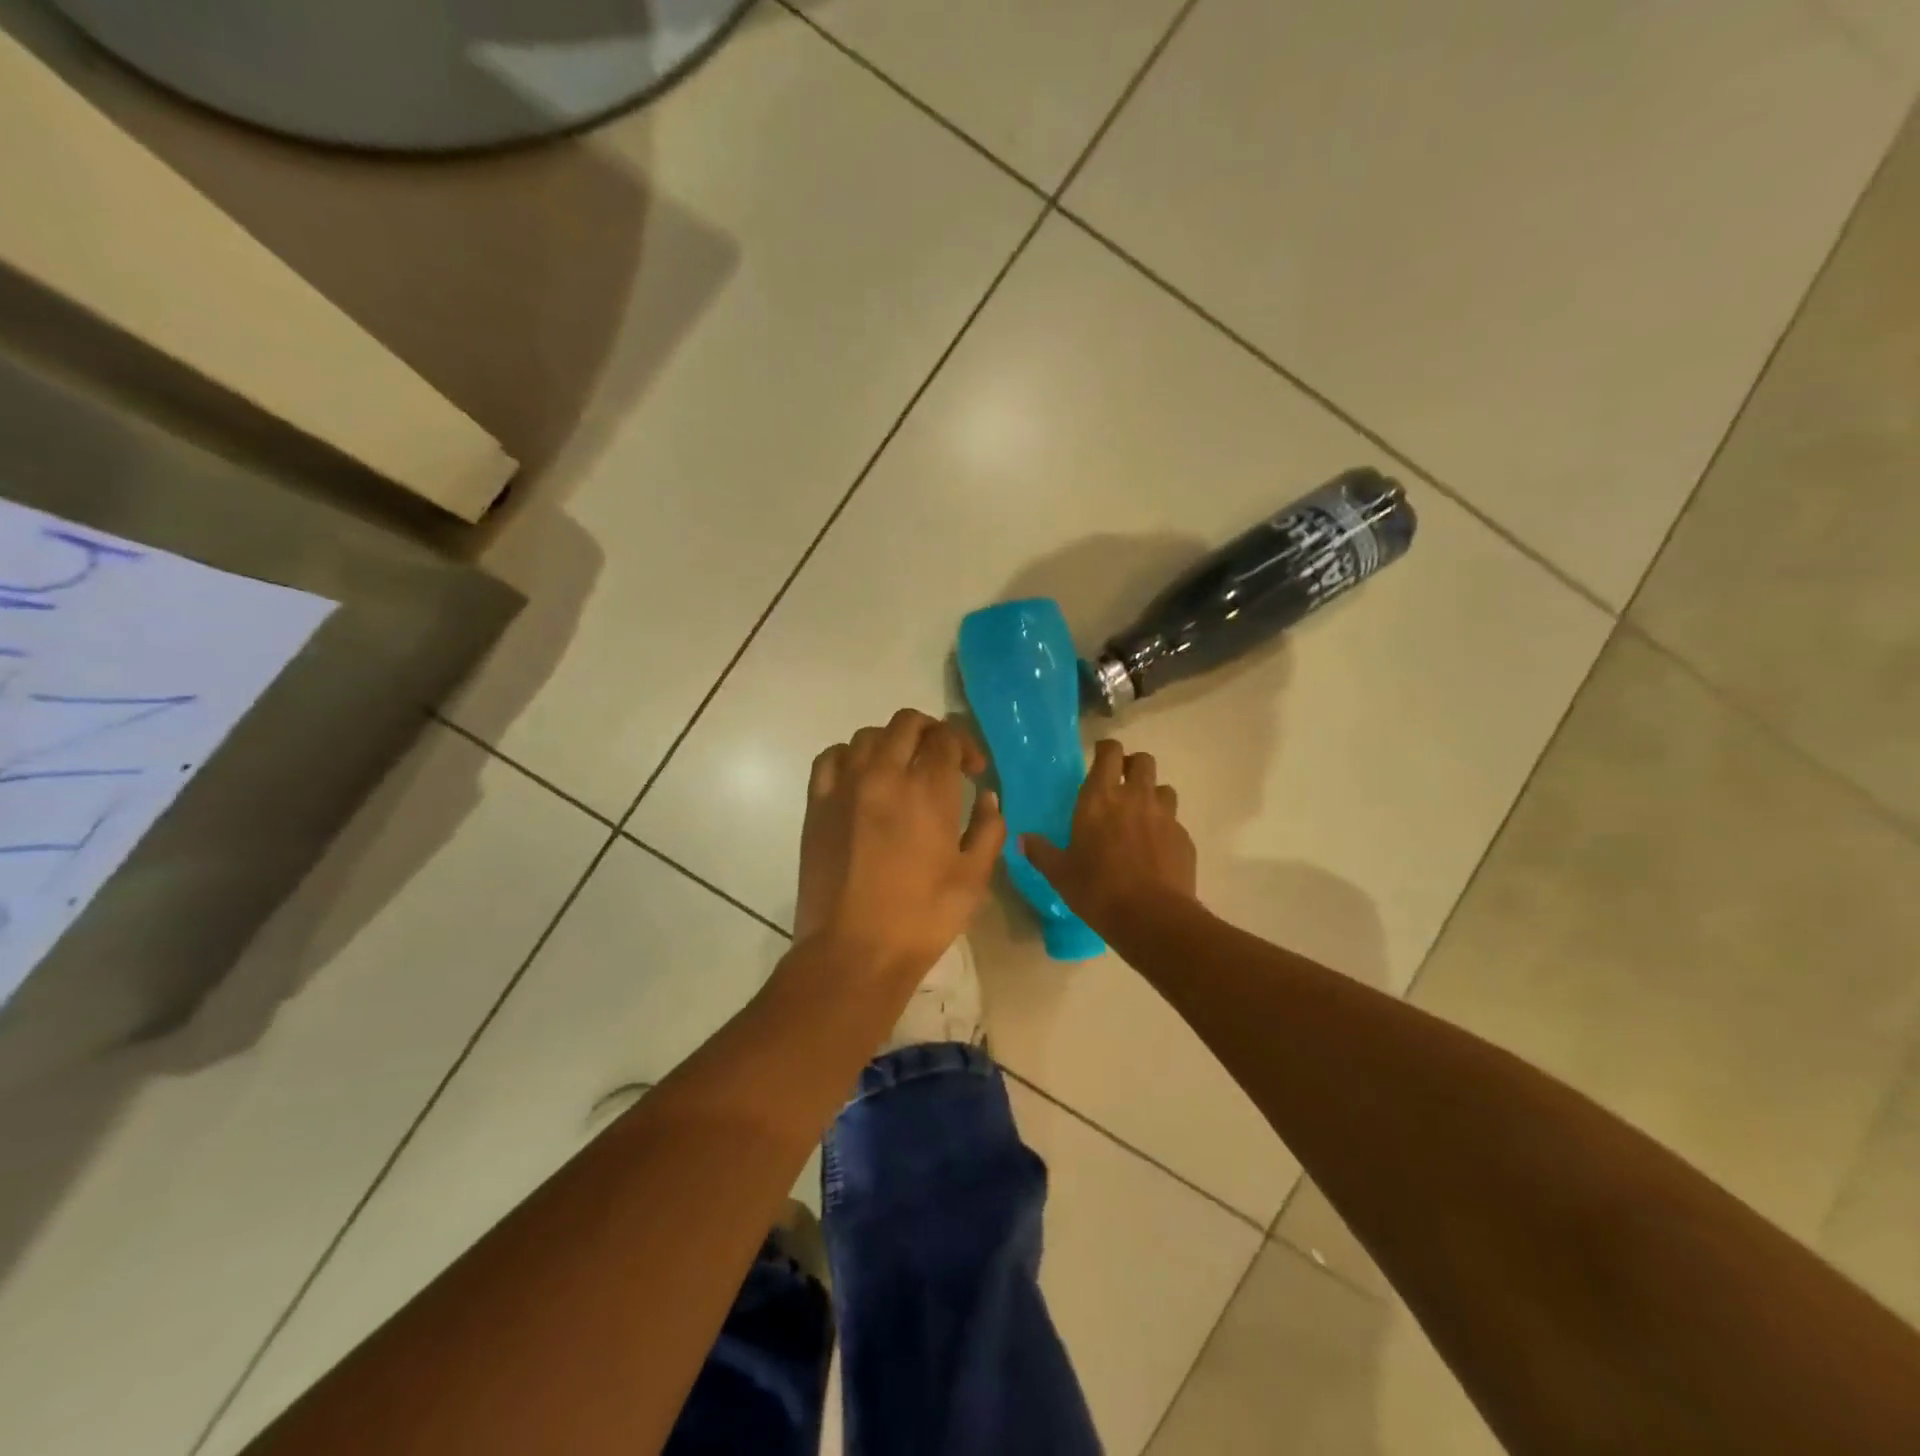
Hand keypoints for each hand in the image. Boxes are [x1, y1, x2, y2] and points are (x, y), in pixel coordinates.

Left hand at [794, 709, 1004, 984]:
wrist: (854, 950)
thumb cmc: (921, 918)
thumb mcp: (973, 878)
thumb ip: (988, 830)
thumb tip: (988, 798)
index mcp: (928, 790)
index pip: (946, 738)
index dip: (965, 747)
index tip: (974, 772)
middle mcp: (884, 774)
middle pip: (907, 723)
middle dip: (932, 733)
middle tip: (943, 760)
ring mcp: (845, 785)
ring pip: (868, 735)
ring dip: (893, 742)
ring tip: (903, 769)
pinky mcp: (817, 804)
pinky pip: (831, 757)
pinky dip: (850, 755)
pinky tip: (862, 777)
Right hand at [1021, 739, 1197, 931]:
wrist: (1151, 917)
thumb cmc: (1097, 889)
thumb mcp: (1060, 873)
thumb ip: (1041, 852)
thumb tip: (1022, 839)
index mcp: (1100, 798)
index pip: (1109, 752)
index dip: (1106, 750)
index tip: (1099, 758)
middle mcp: (1135, 797)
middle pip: (1143, 761)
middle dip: (1133, 766)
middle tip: (1121, 784)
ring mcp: (1164, 816)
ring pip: (1164, 788)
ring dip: (1152, 795)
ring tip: (1141, 816)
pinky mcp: (1184, 838)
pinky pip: (1175, 822)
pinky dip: (1165, 828)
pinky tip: (1155, 849)